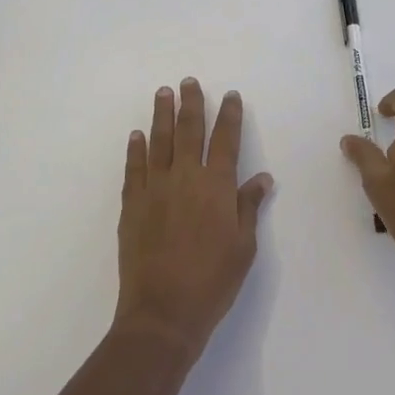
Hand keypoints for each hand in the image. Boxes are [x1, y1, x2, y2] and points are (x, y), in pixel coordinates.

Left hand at [114, 79, 271, 359]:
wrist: (163, 313)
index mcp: (217, 187)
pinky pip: (134, 168)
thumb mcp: (243, 247)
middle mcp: (186, 178)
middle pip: (189, 131)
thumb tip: (262, 178)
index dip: (230, 116)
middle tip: (189, 81)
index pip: (227, 140)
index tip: (231, 96)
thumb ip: (249, 207)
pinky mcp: (132, 205)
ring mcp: (155, 189)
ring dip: (162, 115)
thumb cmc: (213, 282)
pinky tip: (137, 135)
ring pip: (159, 141)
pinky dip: (136, 149)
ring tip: (163, 93)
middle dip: (192, 104)